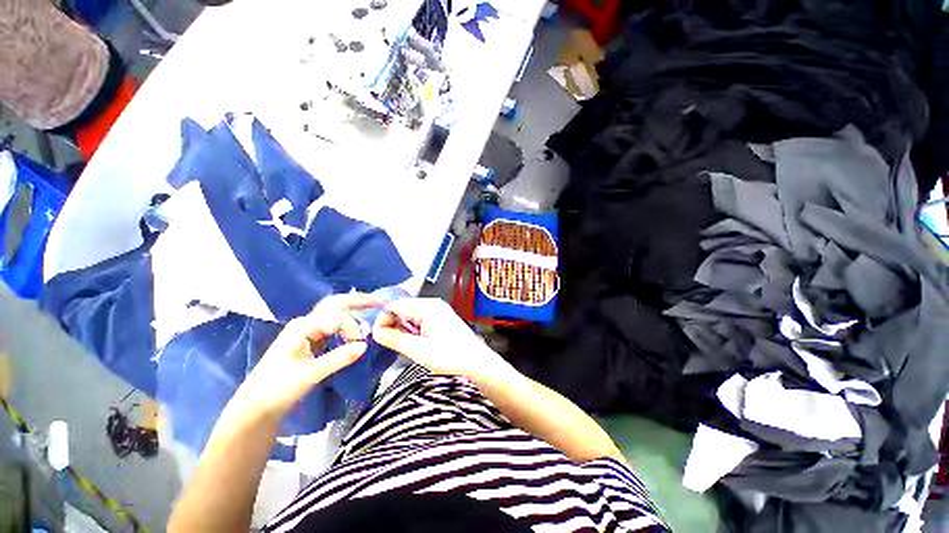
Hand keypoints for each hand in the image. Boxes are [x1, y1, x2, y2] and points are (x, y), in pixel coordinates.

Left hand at [235, 294, 374, 418]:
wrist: (256, 406)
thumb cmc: (278, 389)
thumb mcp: (310, 374)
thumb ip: (339, 358)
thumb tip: (365, 345)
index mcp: (302, 327)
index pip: (336, 318)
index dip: (352, 327)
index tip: (361, 344)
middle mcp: (305, 323)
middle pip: (335, 304)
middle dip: (357, 301)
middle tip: (378, 302)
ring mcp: (307, 330)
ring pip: (334, 311)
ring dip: (353, 308)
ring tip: (372, 307)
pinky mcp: (310, 339)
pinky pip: (333, 323)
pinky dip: (347, 320)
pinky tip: (357, 323)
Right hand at [372, 298, 507, 380]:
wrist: (477, 363)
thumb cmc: (449, 356)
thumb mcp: (418, 350)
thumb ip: (394, 339)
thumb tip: (375, 332)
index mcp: (427, 307)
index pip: (394, 305)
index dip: (382, 319)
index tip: (378, 338)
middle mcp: (432, 304)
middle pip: (402, 308)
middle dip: (392, 324)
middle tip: (389, 344)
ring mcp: (438, 310)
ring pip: (410, 315)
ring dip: (402, 329)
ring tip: (403, 346)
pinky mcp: (441, 319)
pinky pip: (419, 320)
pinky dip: (412, 330)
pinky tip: (414, 343)